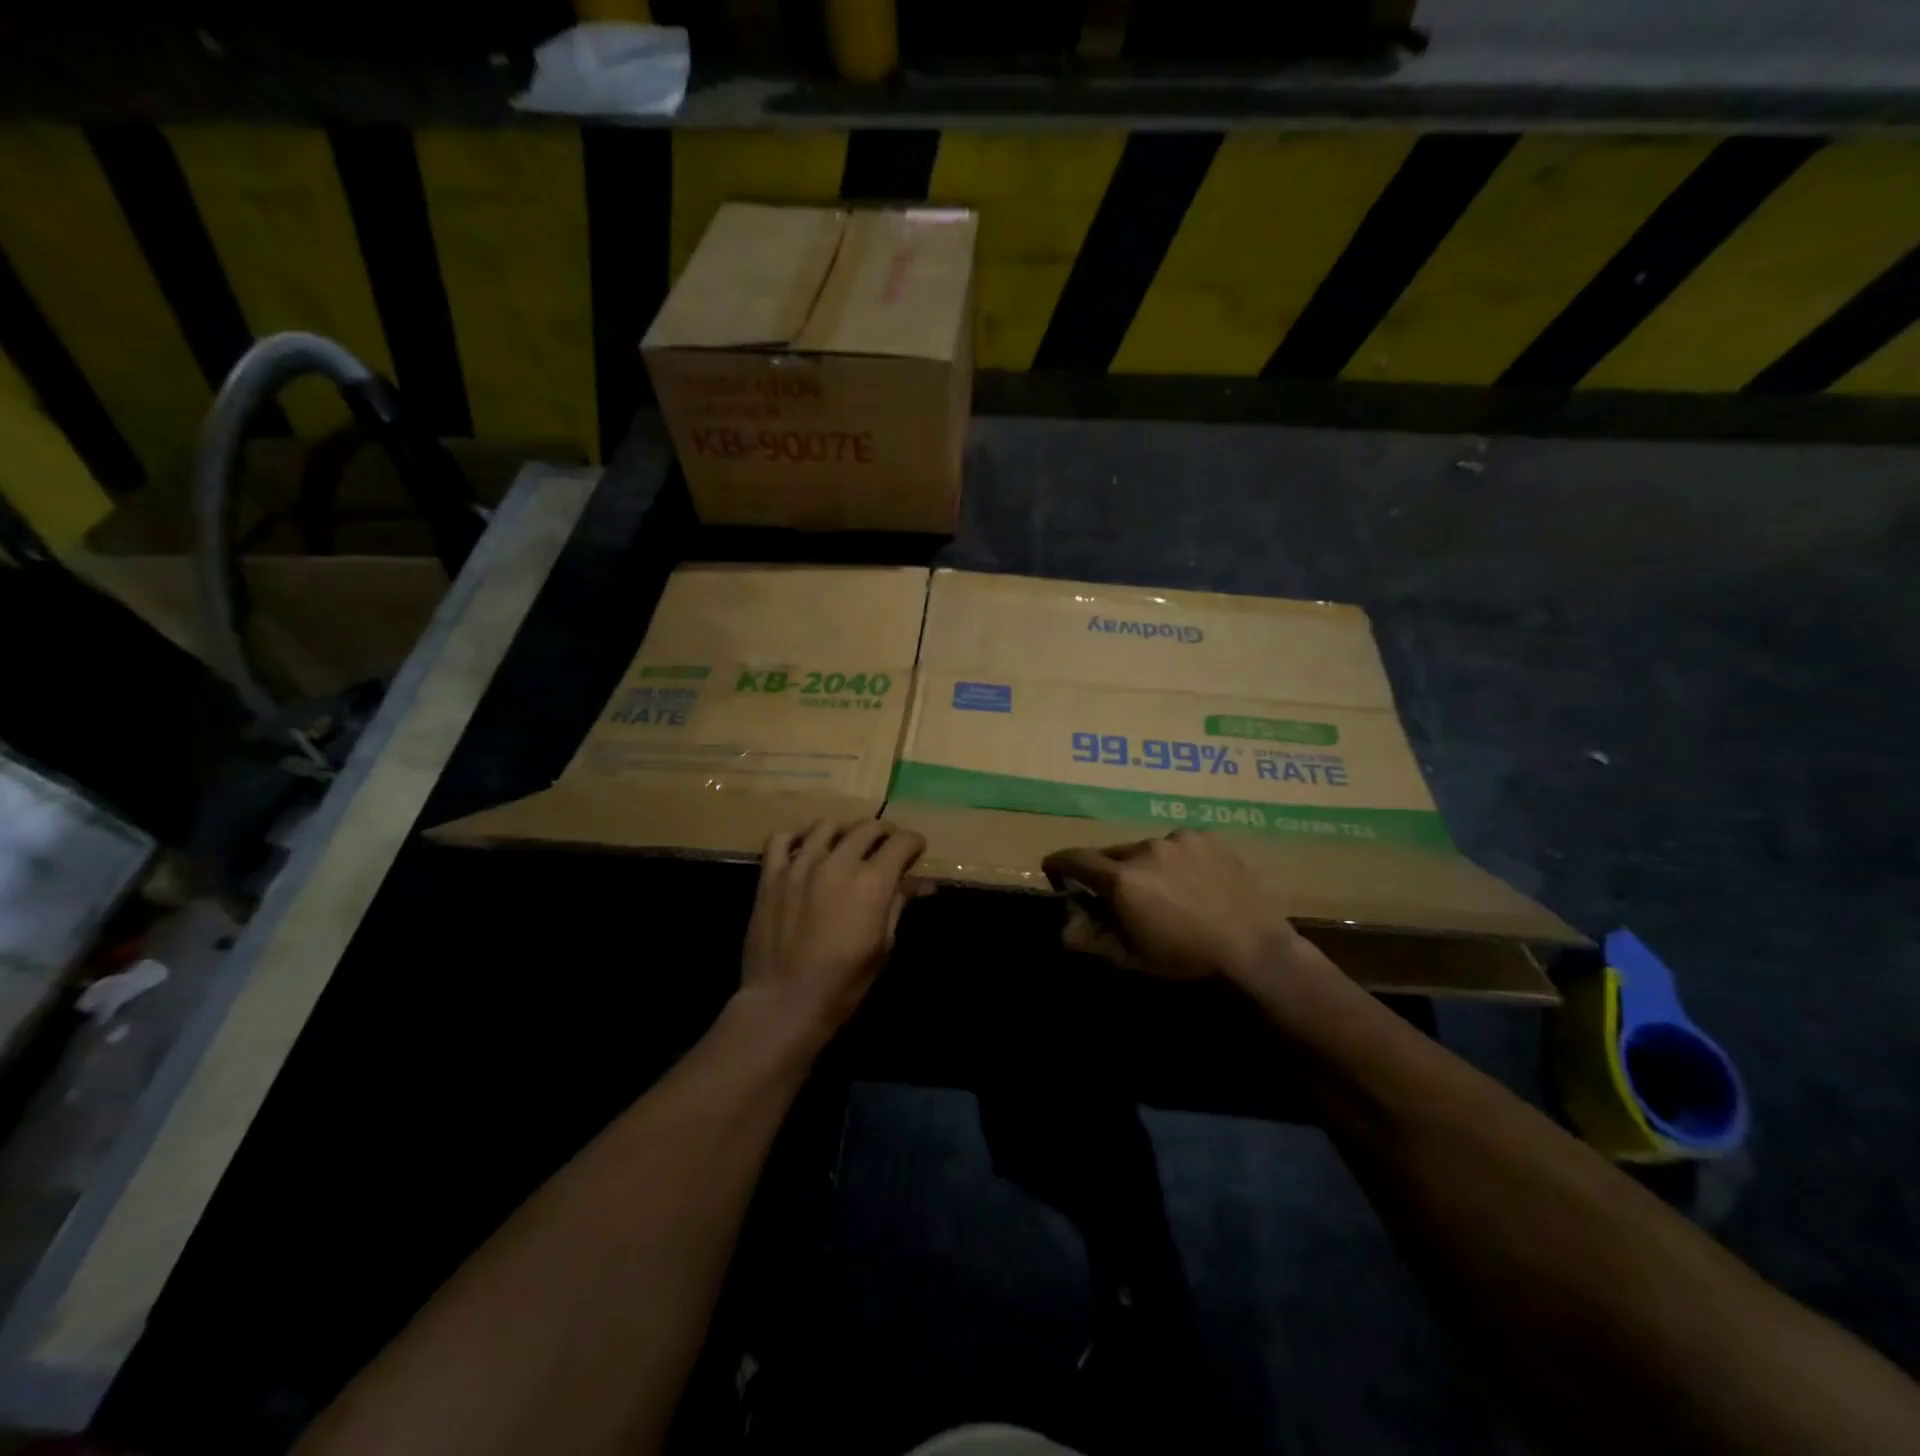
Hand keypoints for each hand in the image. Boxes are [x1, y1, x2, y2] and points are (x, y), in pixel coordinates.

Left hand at [741, 819, 929, 1039]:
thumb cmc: (843, 981)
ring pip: (826, 826)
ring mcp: (800, 864)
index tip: (916, 850)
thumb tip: (922, 884)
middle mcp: (838, 862)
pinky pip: (781, 839)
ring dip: (844, 829)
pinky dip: (796, 837)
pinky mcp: (771, 875)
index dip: (914, 843)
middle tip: (888, 845)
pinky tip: (804, 846)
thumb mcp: (883, 945)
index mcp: (872, 881)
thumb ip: (898, 905)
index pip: (901, 842)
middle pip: (867, 828)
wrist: (784, 1001)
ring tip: (848, 841)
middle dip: (884, 832)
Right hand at [1042, 831, 1305, 984]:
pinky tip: (1195, 883)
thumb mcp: (1133, 957)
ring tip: (1168, 893)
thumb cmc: (1188, 959)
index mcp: (1122, 879)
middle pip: (1111, 854)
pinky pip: (1178, 845)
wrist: (1256, 948)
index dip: (1059, 864)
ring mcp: (1178, 839)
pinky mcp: (1206, 837)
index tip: (1056, 873)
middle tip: (1122, 898)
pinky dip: (1176, 860)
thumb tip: (1063, 925)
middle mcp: (1145, 849)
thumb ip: (1091, 938)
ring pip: (1146, 849)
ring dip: (1145, 866)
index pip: (1074, 858)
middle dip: (1108, 873)